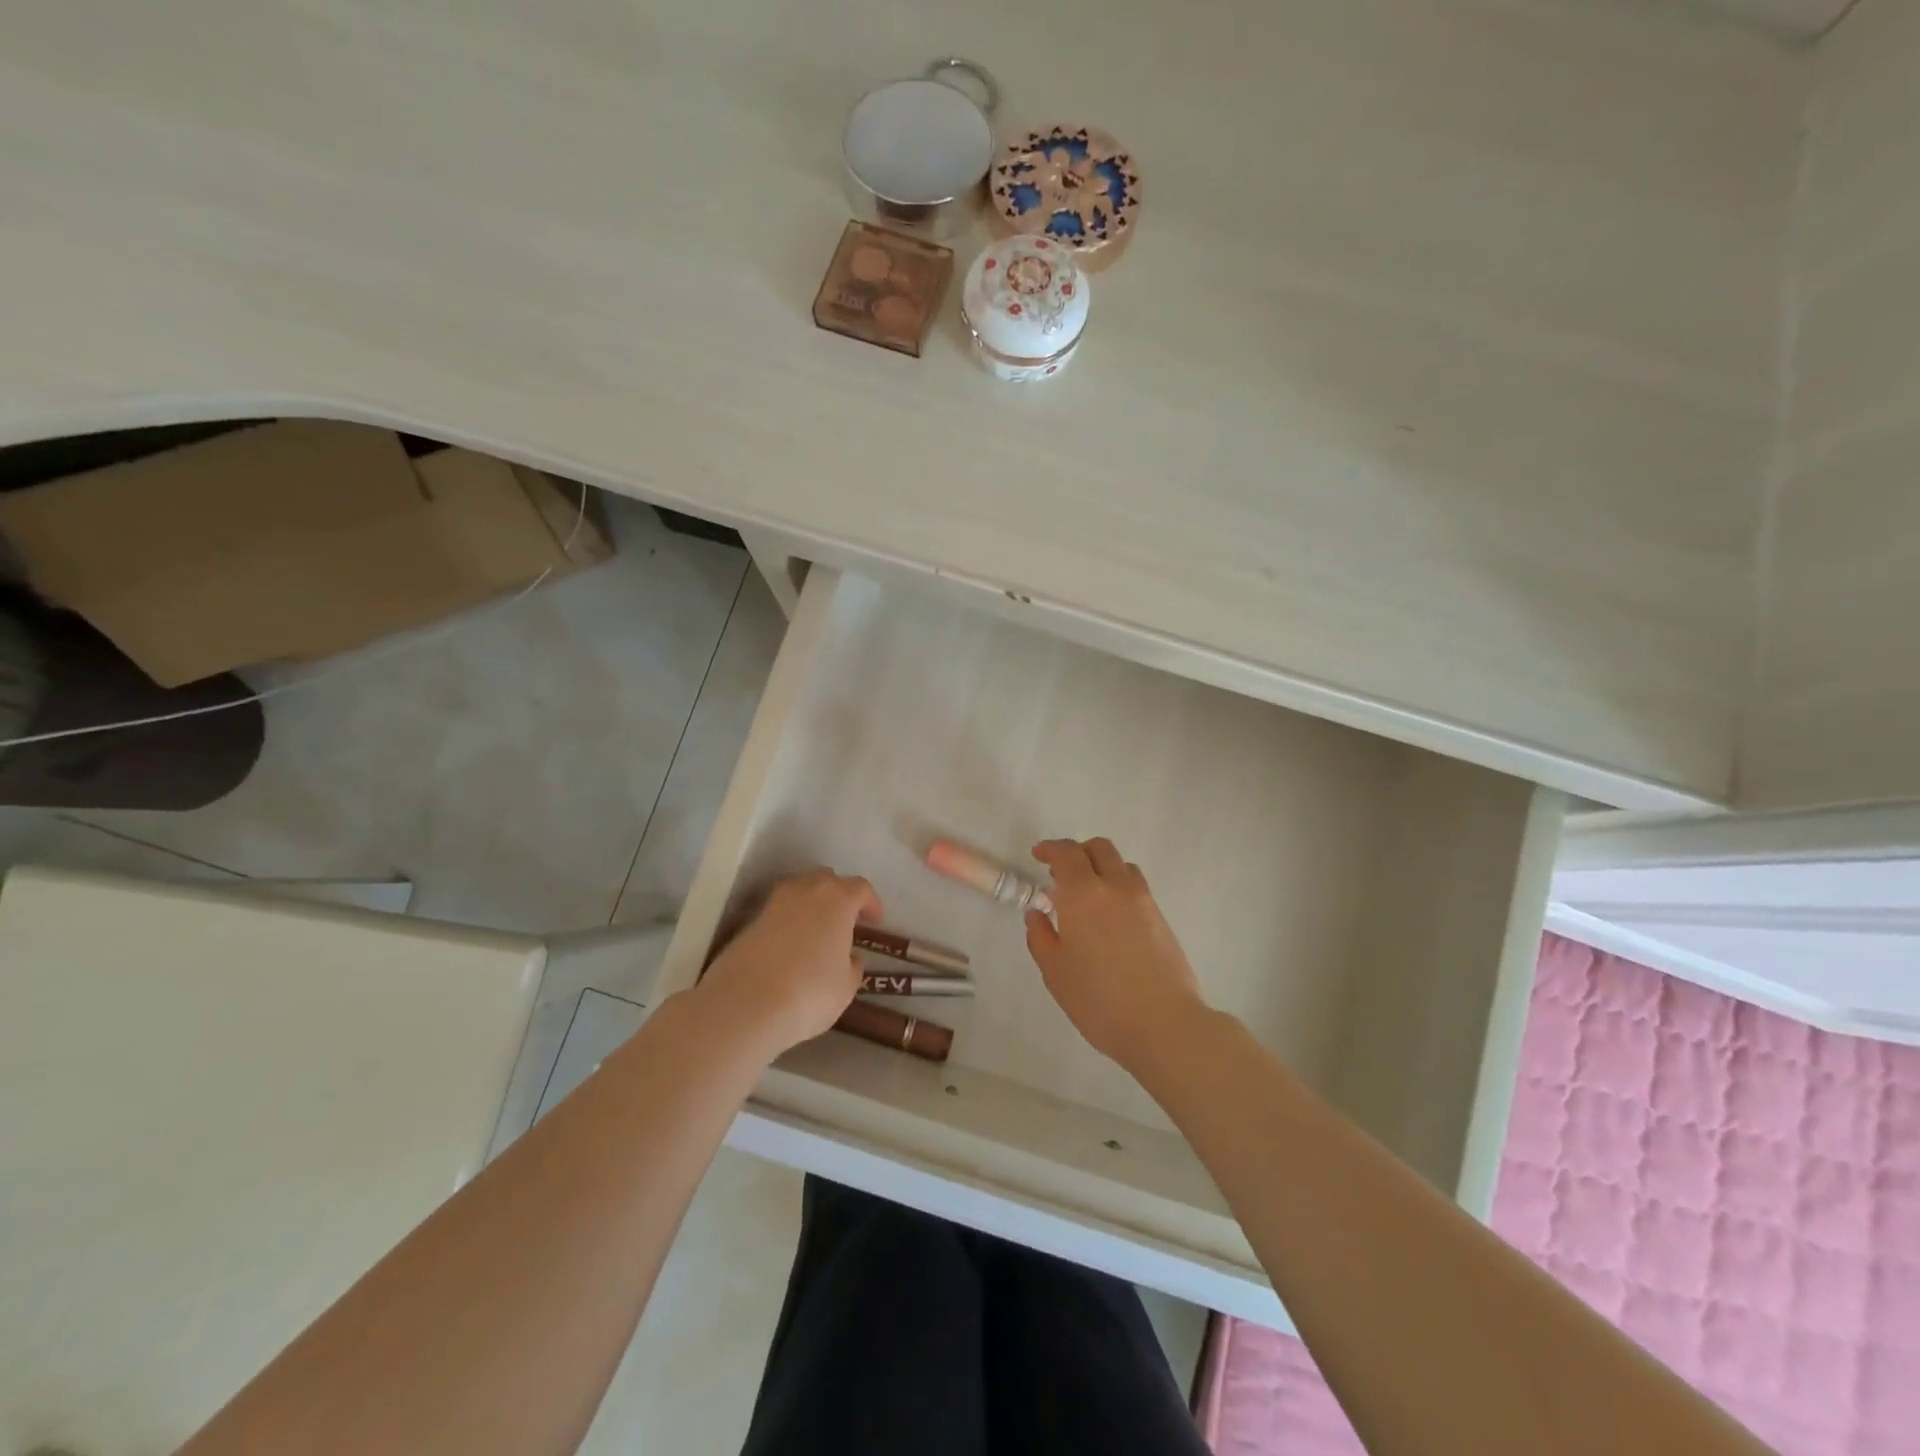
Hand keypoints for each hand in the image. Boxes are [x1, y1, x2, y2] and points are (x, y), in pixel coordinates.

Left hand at [697, 868, 882, 1058]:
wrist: (743, 1005)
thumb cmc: (809, 993)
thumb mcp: (845, 987)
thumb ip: (852, 966)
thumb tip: (850, 957)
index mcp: (837, 899)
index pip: (860, 888)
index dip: (870, 903)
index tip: (874, 921)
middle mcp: (806, 891)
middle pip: (827, 880)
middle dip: (839, 895)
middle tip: (845, 921)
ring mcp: (773, 903)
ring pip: (799, 891)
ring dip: (811, 904)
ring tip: (816, 931)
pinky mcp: (748, 921)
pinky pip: (778, 912)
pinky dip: (788, 921)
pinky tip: (790, 947)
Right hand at [1025, 838, 1206, 1069]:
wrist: (1164, 1023)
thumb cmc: (1099, 999)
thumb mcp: (1055, 972)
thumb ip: (1041, 937)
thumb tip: (1037, 914)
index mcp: (1083, 894)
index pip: (1067, 853)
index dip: (1051, 848)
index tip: (1038, 855)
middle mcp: (1115, 886)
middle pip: (1099, 848)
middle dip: (1078, 852)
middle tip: (1061, 873)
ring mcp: (1143, 900)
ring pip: (1121, 865)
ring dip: (1102, 867)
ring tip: (1088, 895)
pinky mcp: (1161, 918)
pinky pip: (1136, 887)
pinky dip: (1118, 887)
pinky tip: (1110, 917)